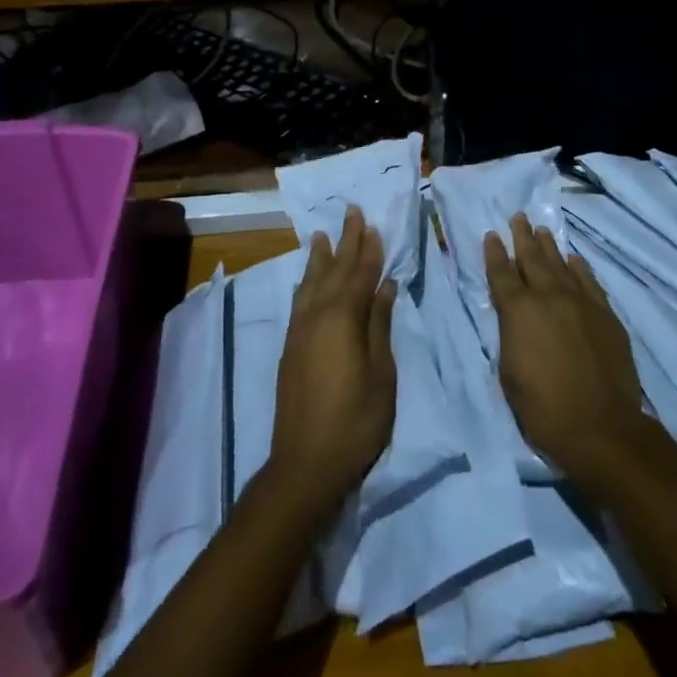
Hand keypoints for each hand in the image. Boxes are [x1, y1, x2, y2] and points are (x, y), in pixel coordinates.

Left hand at [268, 206, 397, 516]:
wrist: (305, 464)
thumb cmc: (355, 421)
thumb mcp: (381, 374)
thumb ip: (380, 325)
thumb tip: (385, 286)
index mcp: (343, 319)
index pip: (359, 275)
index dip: (369, 250)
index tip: (373, 225)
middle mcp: (317, 316)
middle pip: (334, 270)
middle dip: (345, 242)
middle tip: (351, 212)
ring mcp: (300, 331)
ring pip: (311, 283)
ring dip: (320, 257)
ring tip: (322, 235)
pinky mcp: (290, 347)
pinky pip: (300, 301)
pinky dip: (306, 283)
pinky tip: (307, 280)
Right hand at [486, 215, 647, 485]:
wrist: (601, 428)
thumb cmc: (543, 408)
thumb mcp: (509, 372)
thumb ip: (511, 335)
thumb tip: (515, 318)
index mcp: (518, 311)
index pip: (501, 273)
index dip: (494, 253)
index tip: (491, 235)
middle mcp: (548, 297)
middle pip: (532, 259)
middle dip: (522, 237)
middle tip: (518, 216)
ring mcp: (581, 302)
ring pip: (561, 265)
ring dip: (550, 246)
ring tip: (542, 230)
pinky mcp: (605, 315)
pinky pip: (589, 281)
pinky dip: (580, 268)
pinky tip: (575, 259)